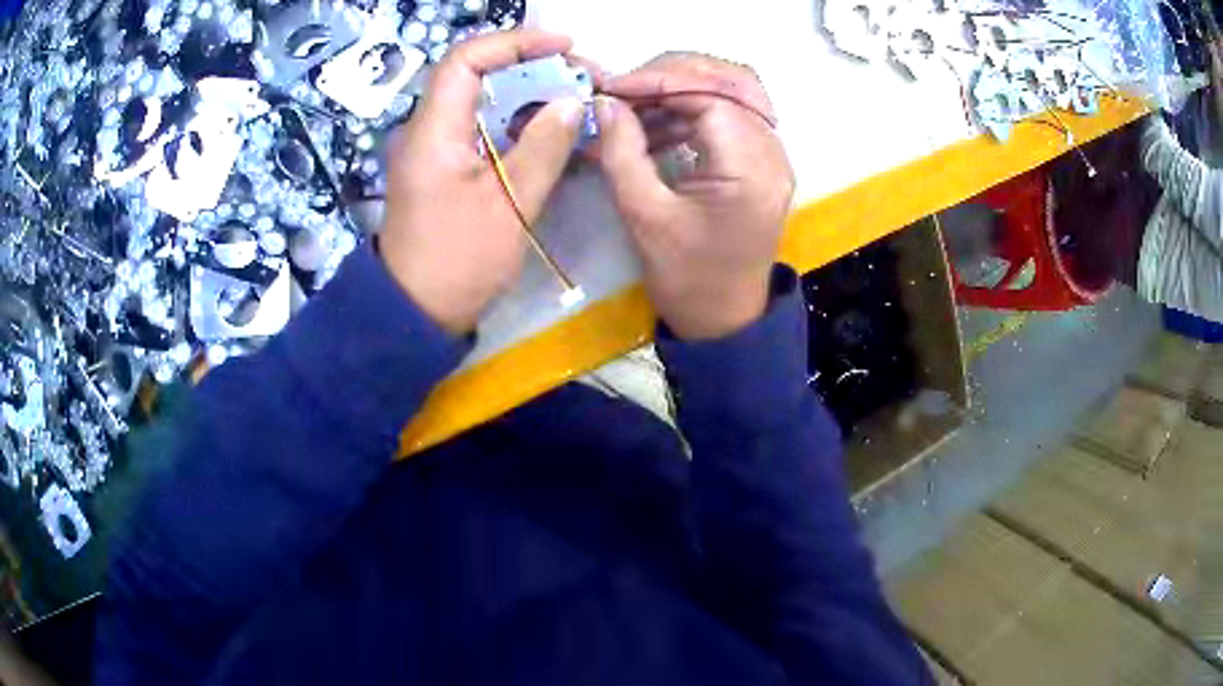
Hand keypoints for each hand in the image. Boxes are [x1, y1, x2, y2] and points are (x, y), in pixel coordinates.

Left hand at [379, 30, 587, 333]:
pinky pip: (482, 130)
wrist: (416, 312)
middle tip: (580, 78)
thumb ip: (543, 147)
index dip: (515, 42)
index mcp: (434, 130)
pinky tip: (549, 132)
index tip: (563, 47)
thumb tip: (571, 102)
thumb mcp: (510, 204)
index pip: (467, 59)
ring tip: (574, 101)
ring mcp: (434, 150)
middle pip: (477, 76)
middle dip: (531, 67)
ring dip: (527, 95)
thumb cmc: (459, 260)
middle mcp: (428, 130)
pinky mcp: (444, 170)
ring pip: (482, 103)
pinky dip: (516, 123)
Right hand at [596, 53, 793, 339]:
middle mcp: (772, 154)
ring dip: (681, 92)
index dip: (658, 82)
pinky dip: (691, 113)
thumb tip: (605, 102)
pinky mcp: (760, 164)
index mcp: (751, 169)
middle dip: (673, 75)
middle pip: (733, 81)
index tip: (611, 89)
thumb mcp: (644, 216)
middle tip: (625, 90)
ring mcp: (771, 157)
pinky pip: (730, 117)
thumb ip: (622, 151)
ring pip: (733, 94)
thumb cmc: (686, 279)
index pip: (711, 95)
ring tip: (632, 110)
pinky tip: (654, 129)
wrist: (724, 320)